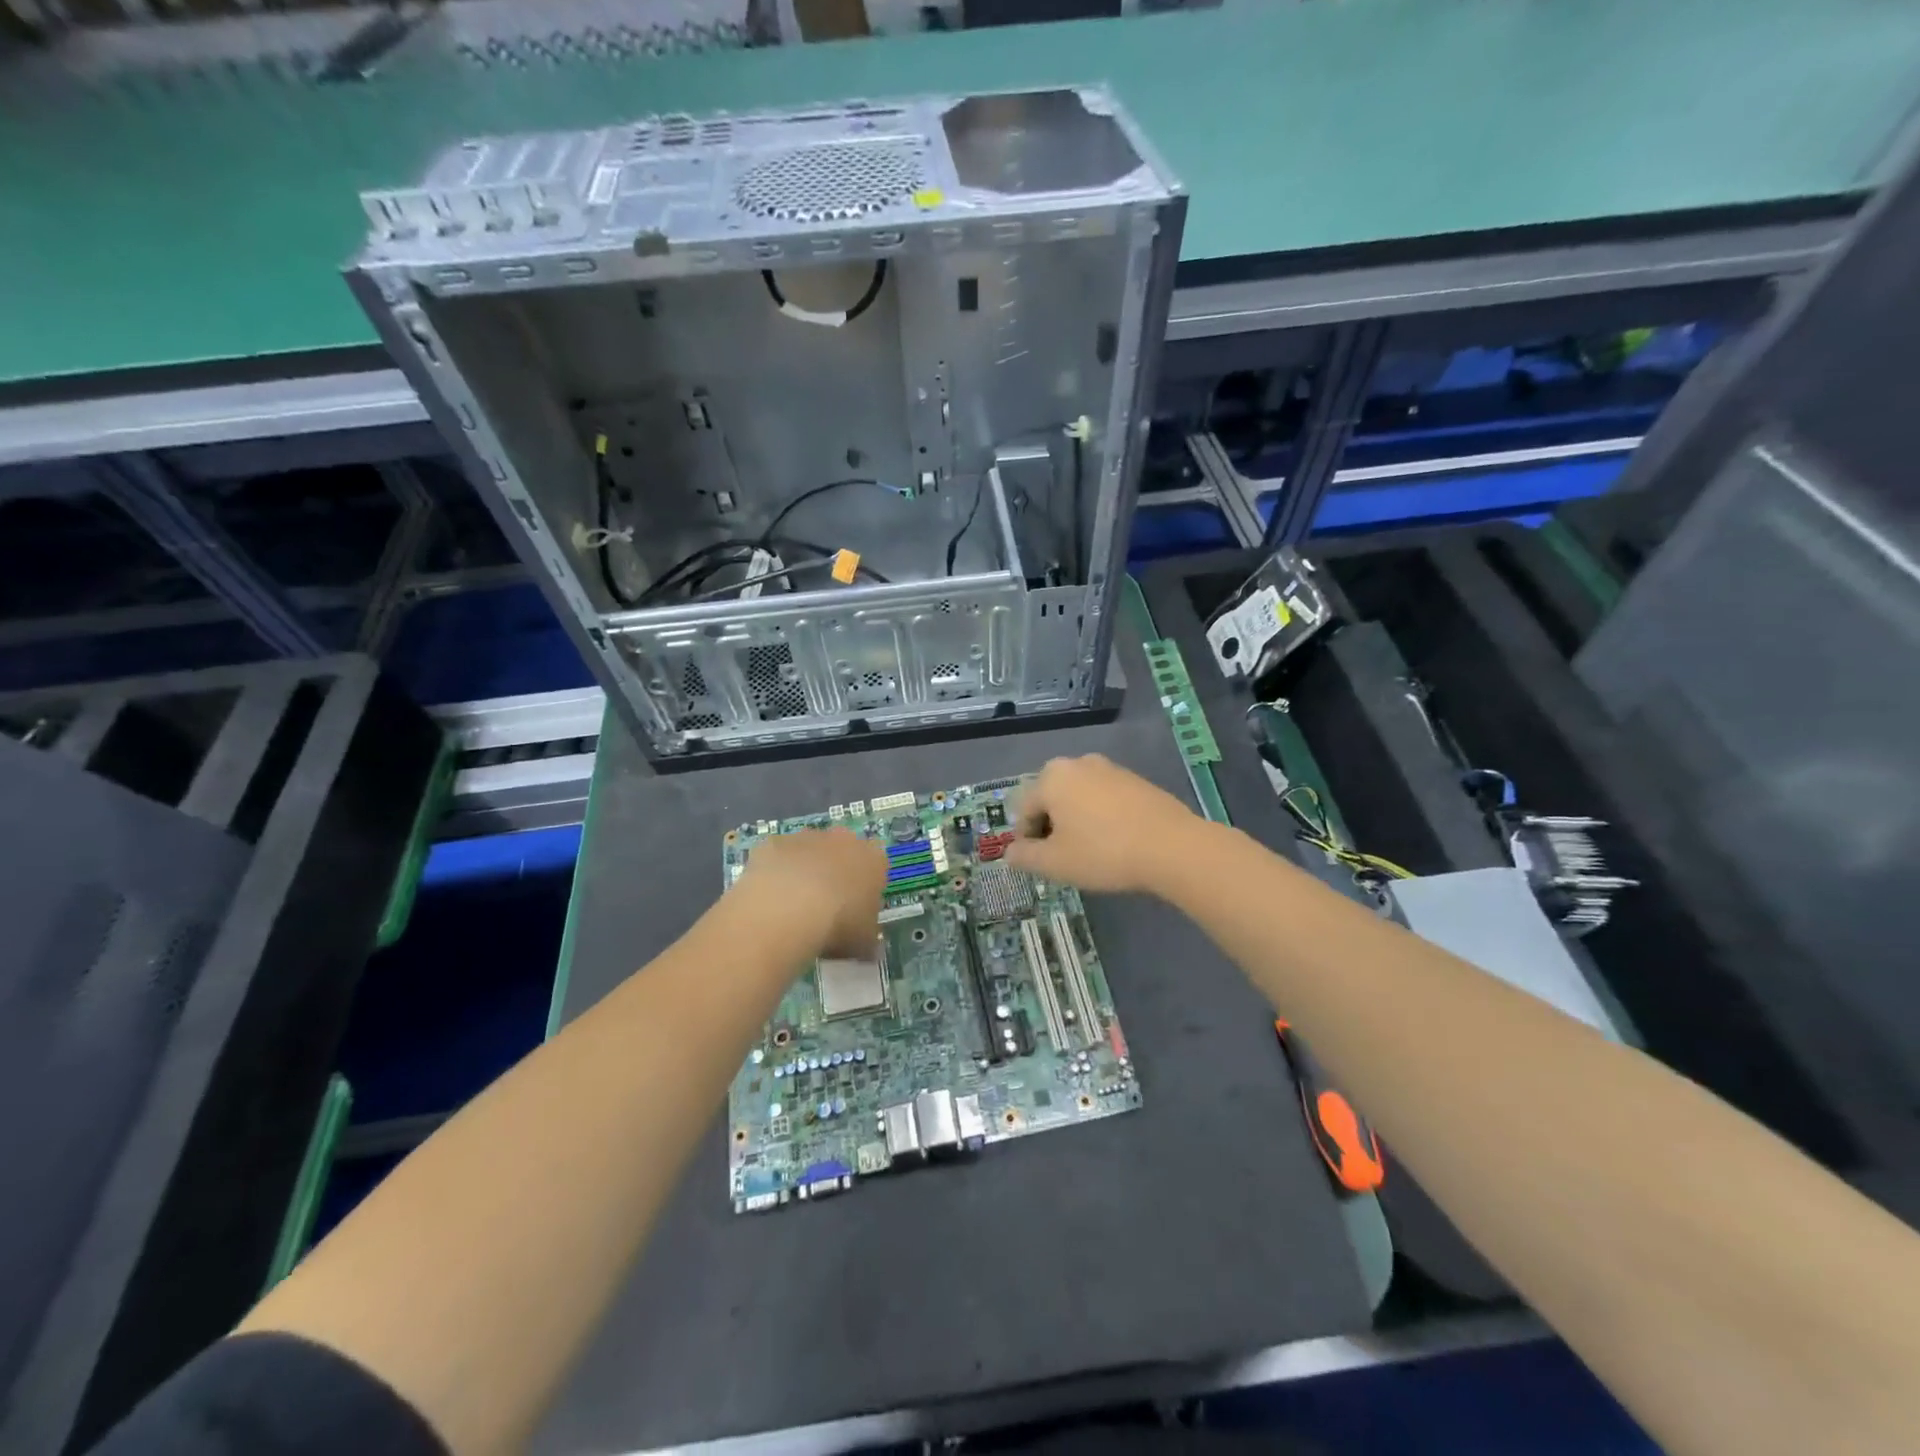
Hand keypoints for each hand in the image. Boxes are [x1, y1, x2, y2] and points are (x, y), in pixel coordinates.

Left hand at [738, 827, 886, 957]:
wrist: (788, 911)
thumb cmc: (838, 925)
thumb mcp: (864, 942)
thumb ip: (868, 939)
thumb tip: (869, 949)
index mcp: (873, 859)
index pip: (876, 866)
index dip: (865, 886)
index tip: (856, 908)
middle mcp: (843, 839)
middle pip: (842, 851)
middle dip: (835, 872)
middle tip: (825, 905)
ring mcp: (806, 837)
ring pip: (809, 850)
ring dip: (804, 870)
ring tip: (793, 905)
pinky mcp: (774, 842)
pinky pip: (778, 856)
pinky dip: (775, 872)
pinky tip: (769, 898)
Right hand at [1005, 754, 1200, 892]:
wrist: (1172, 846)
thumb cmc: (1103, 852)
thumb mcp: (1055, 863)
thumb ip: (1025, 856)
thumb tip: (1011, 852)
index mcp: (1051, 778)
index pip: (1023, 810)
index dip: (1026, 839)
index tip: (1039, 863)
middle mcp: (1077, 763)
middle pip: (1050, 798)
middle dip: (1051, 826)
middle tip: (1062, 857)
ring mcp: (1109, 768)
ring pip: (1078, 797)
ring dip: (1076, 820)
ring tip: (1089, 851)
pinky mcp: (1135, 779)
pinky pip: (1105, 798)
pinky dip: (1101, 816)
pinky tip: (1114, 841)